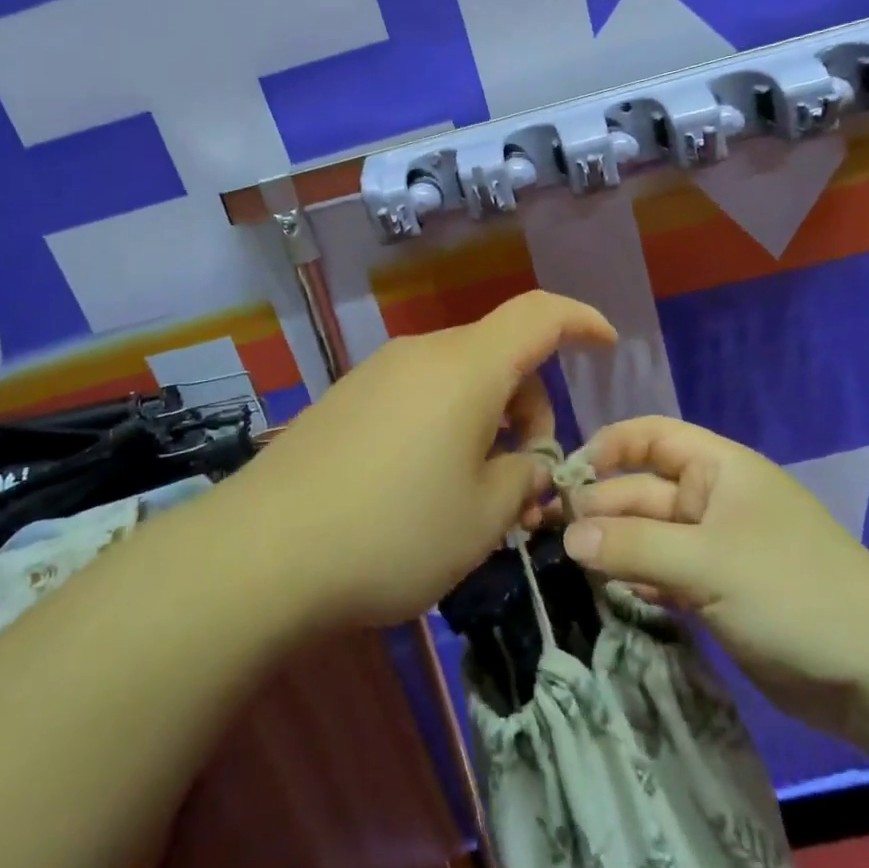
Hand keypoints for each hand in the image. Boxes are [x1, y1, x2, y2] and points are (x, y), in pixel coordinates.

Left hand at [240, 291, 615, 629]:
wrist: (262, 552)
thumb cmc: (393, 532)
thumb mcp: (481, 518)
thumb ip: (523, 479)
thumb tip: (528, 464)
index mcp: (467, 369)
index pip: (539, 315)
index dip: (580, 321)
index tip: (607, 345)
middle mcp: (422, 355)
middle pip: (498, 356)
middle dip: (529, 406)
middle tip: (525, 480)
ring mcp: (377, 374)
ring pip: (457, 379)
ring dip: (485, 422)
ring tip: (473, 495)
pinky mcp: (346, 399)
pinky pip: (417, 395)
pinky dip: (444, 424)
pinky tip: (423, 486)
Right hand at [559, 416, 868, 741]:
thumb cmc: (792, 592)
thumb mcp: (707, 562)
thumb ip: (632, 545)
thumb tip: (567, 535)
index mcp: (717, 468)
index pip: (649, 437)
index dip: (606, 447)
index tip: (564, 477)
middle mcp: (711, 500)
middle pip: (641, 491)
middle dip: (599, 508)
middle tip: (549, 536)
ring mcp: (713, 549)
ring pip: (647, 537)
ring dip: (611, 548)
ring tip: (566, 567)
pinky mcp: (715, 593)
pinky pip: (661, 575)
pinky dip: (634, 580)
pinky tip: (605, 594)